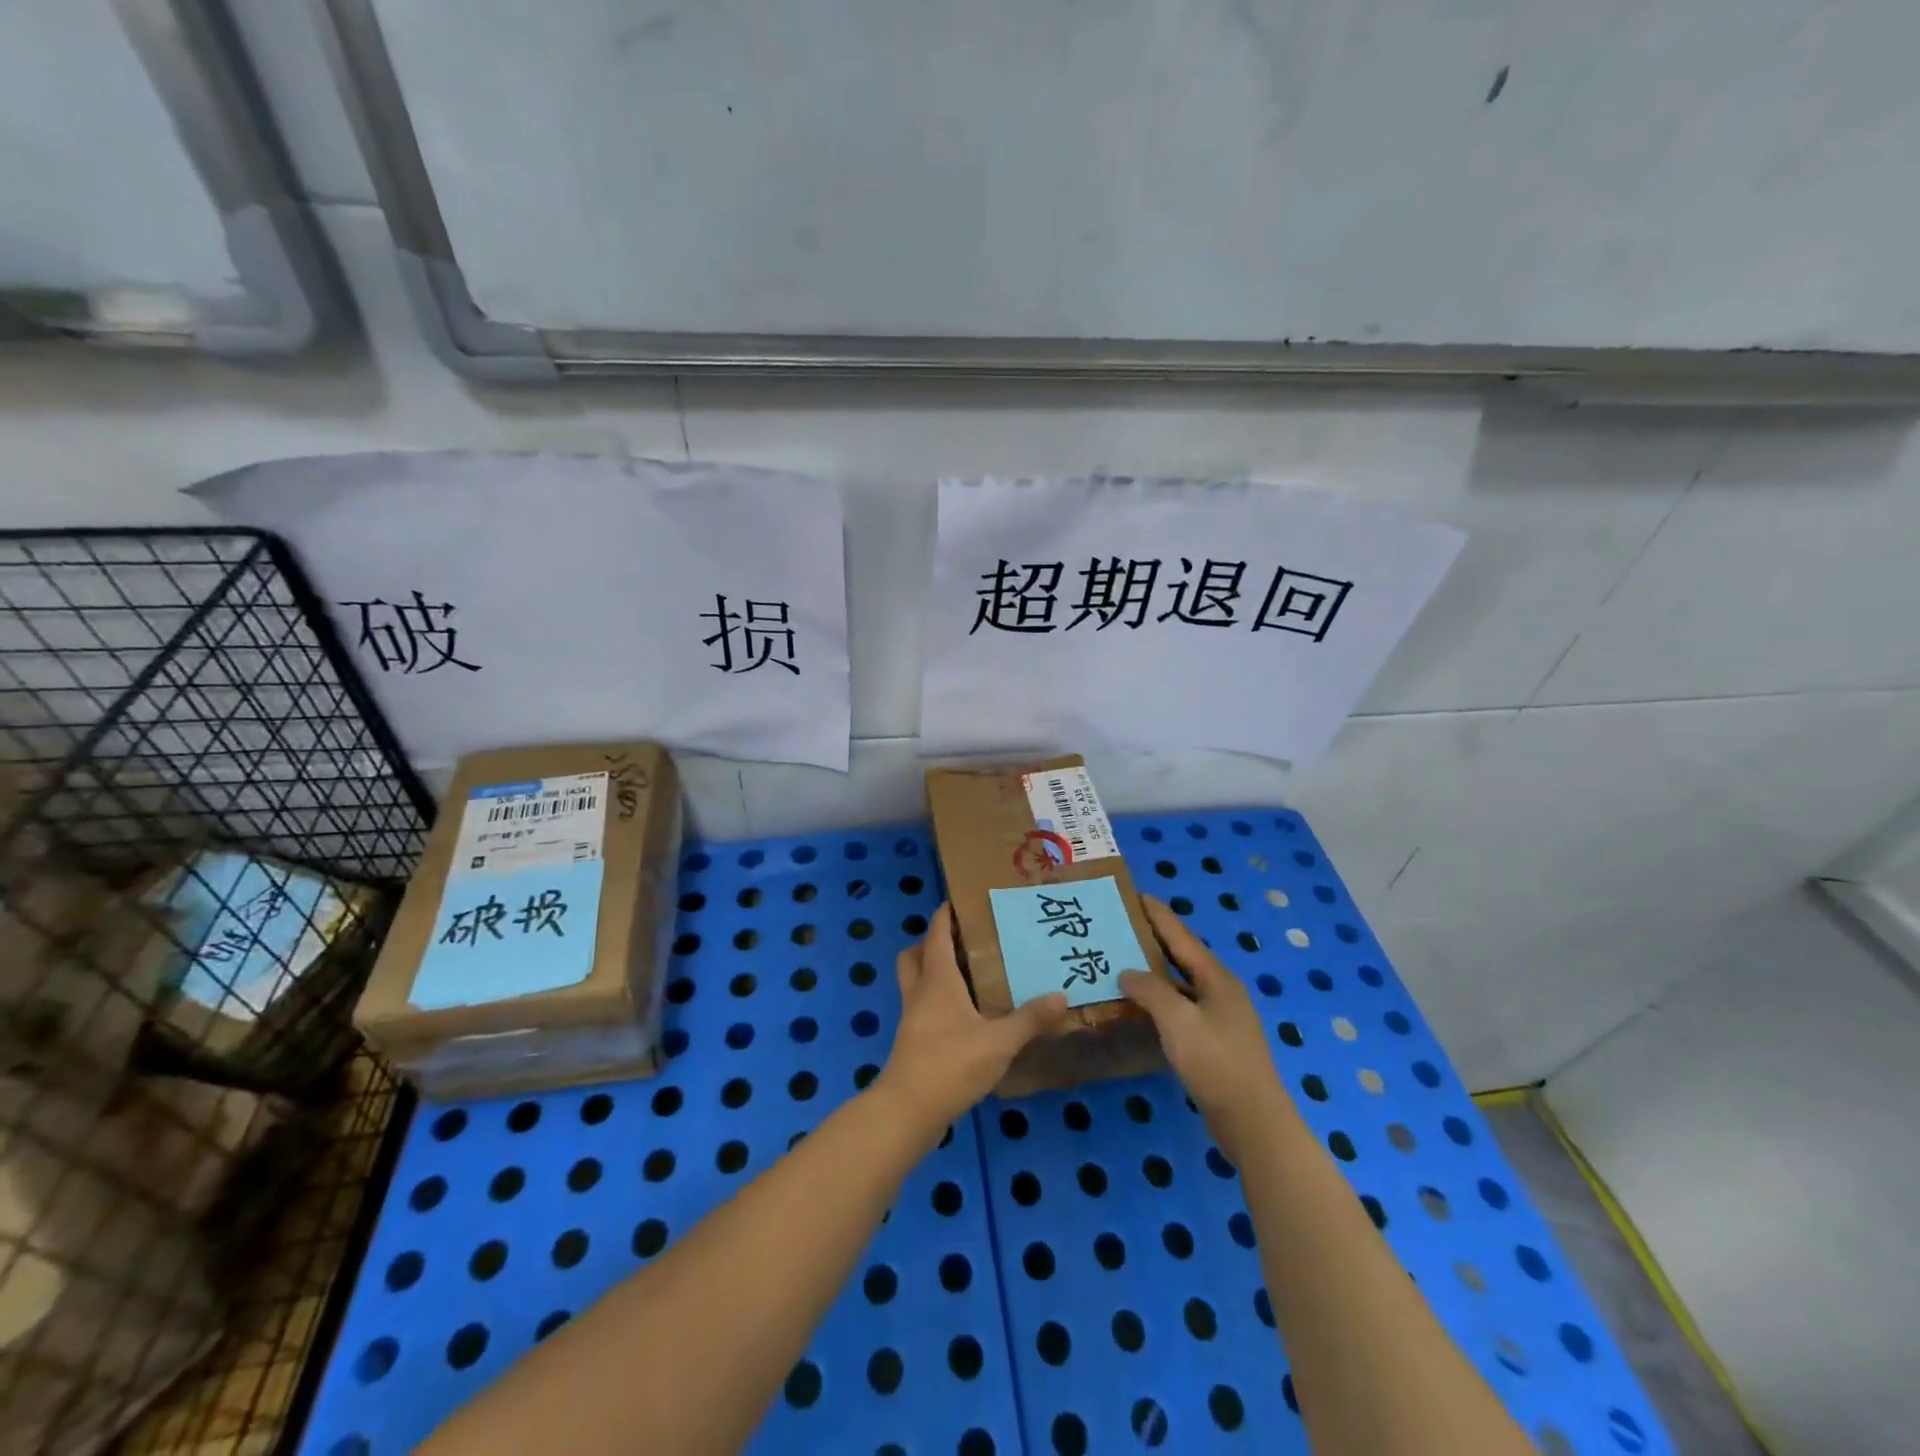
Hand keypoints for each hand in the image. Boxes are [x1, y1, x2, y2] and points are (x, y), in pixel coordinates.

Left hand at [876, 903, 1071, 1134]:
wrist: (908, 1111)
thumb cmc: (951, 1064)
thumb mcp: (999, 1042)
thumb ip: (1029, 1019)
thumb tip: (1061, 995)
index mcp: (937, 980)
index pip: (936, 935)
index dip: (944, 915)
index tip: (960, 900)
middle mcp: (920, 992)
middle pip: (914, 954)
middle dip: (931, 942)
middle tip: (962, 941)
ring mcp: (912, 1018)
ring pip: (915, 981)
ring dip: (933, 971)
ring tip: (968, 974)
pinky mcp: (912, 1042)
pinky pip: (921, 1007)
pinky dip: (937, 1001)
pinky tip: (965, 1015)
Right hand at [1120, 895, 1293, 1157]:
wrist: (1253, 1121)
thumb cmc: (1216, 1063)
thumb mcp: (1178, 1021)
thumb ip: (1150, 991)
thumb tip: (1127, 972)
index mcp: (1216, 978)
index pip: (1181, 936)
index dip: (1158, 915)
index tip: (1135, 894)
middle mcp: (1221, 990)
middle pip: (1182, 956)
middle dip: (1153, 940)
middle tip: (1121, 925)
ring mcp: (1220, 1016)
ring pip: (1181, 983)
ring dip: (1154, 971)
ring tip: (1122, 960)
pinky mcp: (1215, 1041)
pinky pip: (1182, 1007)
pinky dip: (1160, 999)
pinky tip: (1140, 1004)